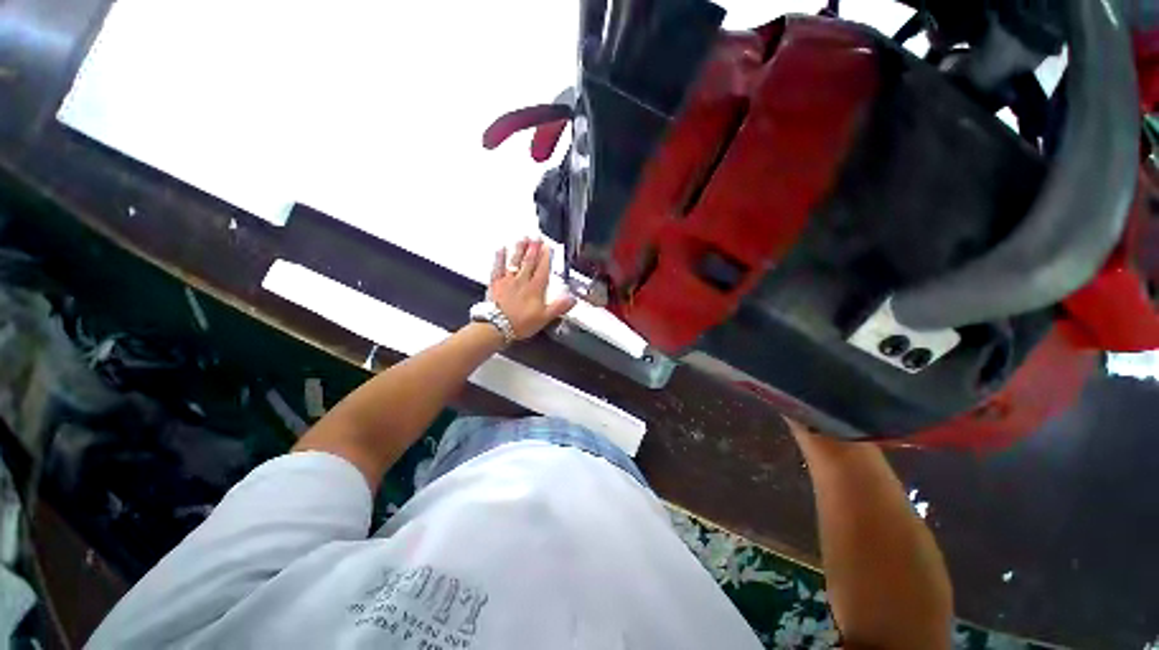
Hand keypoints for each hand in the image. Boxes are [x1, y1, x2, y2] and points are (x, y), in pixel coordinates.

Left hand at [488, 238, 576, 339]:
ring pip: (515, 261)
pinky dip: (499, 257)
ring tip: (523, 238)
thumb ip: (559, 307)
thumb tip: (572, 299)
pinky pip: (497, 267)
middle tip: (537, 237)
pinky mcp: (495, 284)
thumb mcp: (545, 318)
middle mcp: (522, 281)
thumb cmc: (520, 323)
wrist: (497, 327)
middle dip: (534, 249)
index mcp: (535, 289)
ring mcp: (508, 281)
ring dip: (520, 249)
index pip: (543, 269)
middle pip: (529, 262)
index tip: (548, 247)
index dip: (546, 257)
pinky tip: (501, 249)